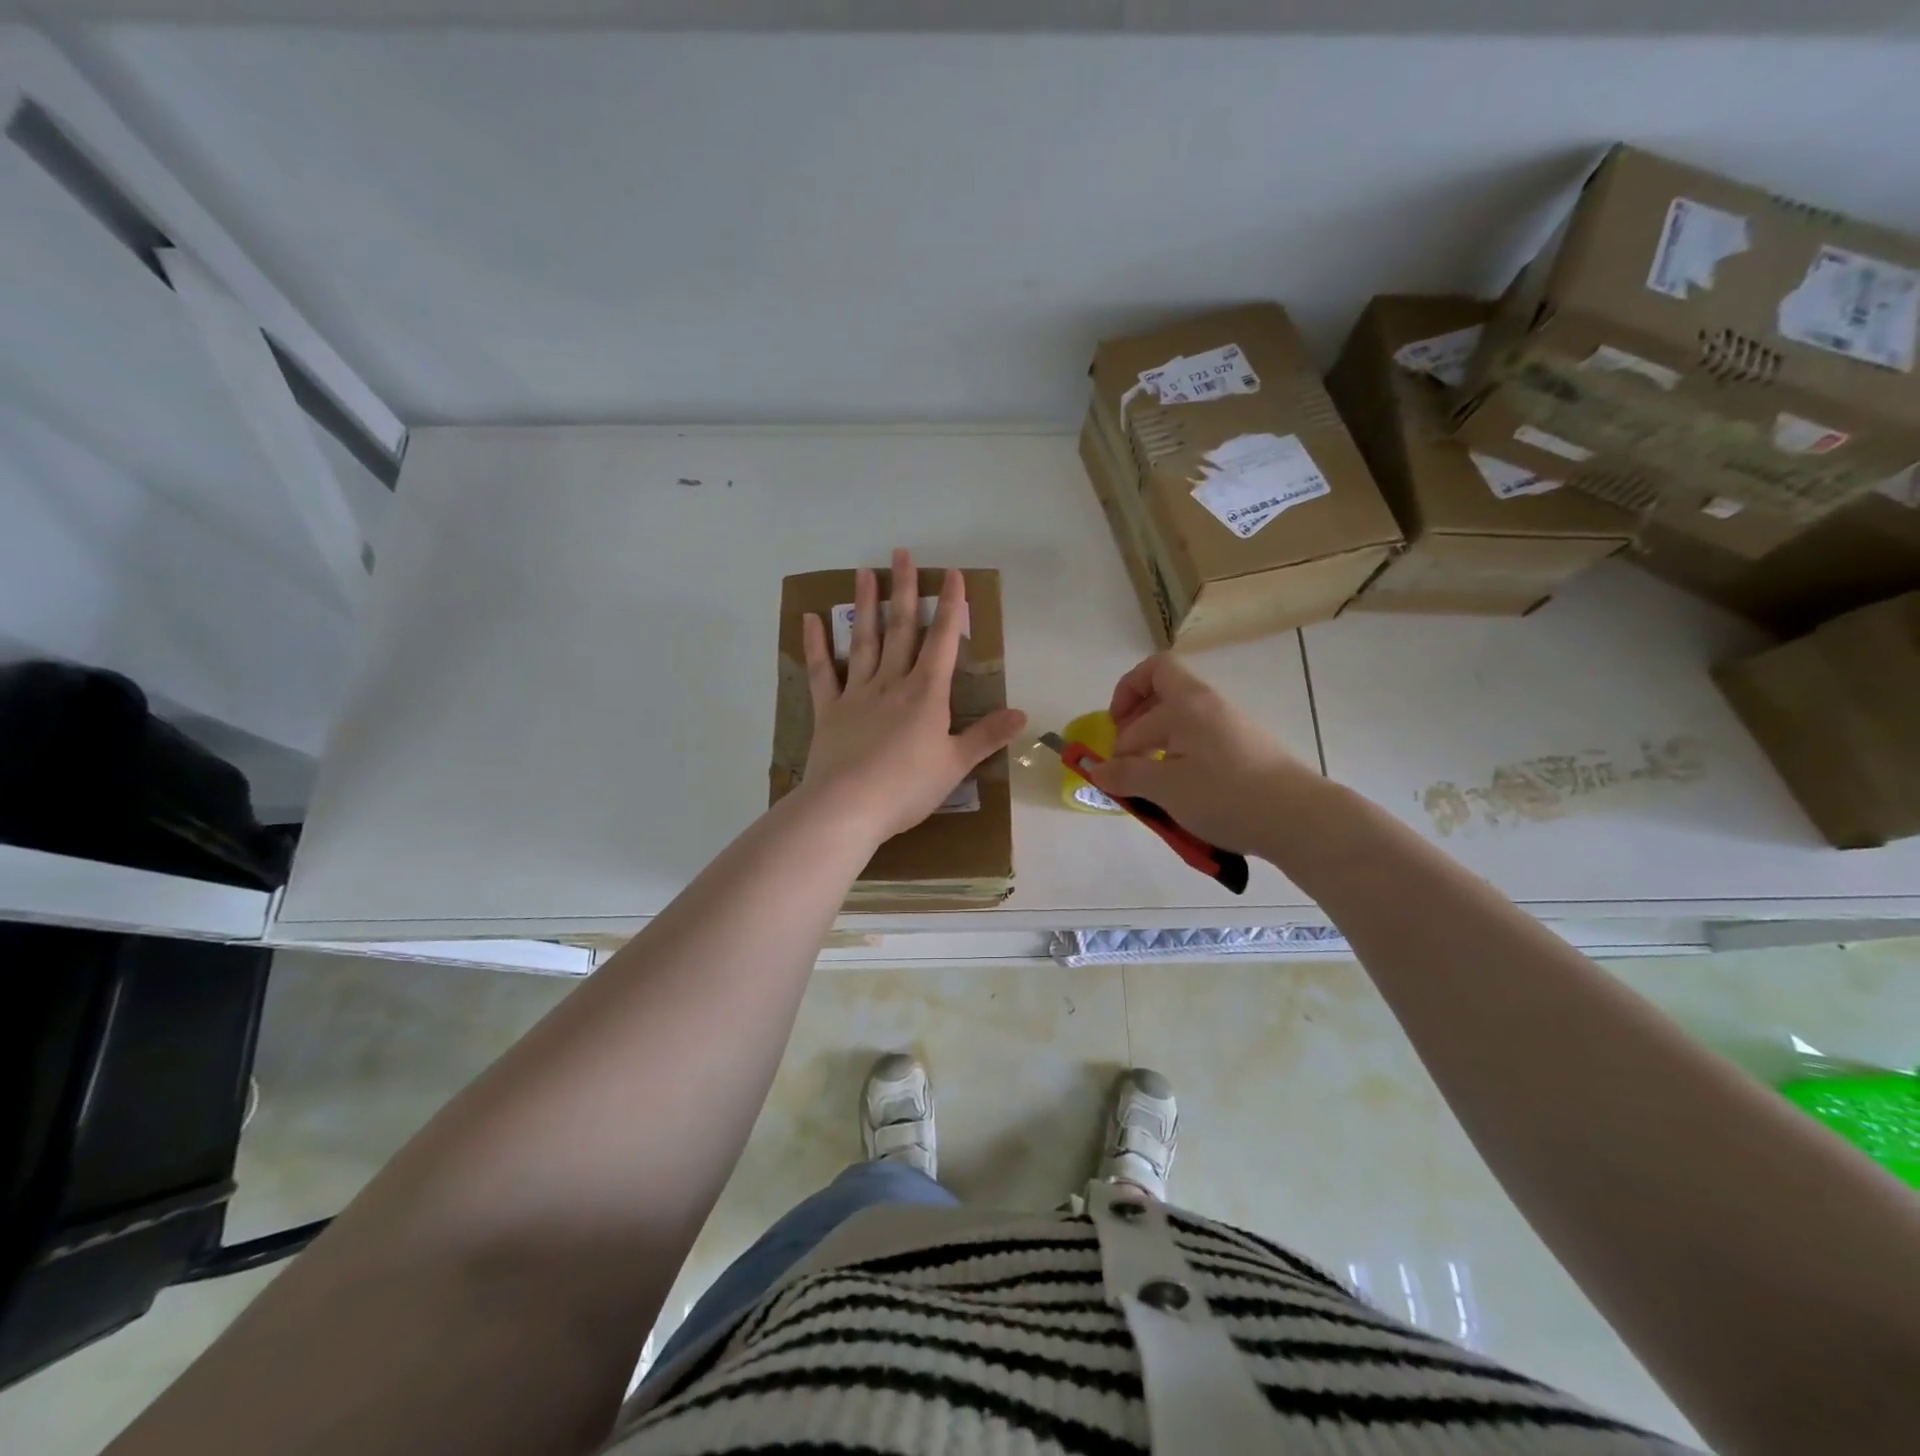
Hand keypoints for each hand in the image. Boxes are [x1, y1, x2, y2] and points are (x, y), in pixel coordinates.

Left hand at [799, 549, 1027, 841]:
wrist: (848, 807)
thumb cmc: (907, 788)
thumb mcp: (955, 765)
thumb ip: (986, 736)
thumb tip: (1022, 714)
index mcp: (926, 694)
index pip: (943, 642)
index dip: (951, 607)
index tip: (953, 575)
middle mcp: (892, 683)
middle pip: (901, 630)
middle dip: (905, 591)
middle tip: (902, 554)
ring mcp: (856, 694)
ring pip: (864, 641)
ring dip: (865, 606)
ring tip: (864, 572)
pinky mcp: (828, 711)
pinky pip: (821, 672)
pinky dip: (816, 646)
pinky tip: (811, 619)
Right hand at [1081, 653, 1320, 853]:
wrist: (1298, 819)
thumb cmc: (1225, 795)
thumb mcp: (1165, 788)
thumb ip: (1126, 775)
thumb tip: (1097, 770)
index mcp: (1187, 702)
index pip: (1147, 677)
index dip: (1123, 700)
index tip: (1114, 735)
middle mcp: (1210, 705)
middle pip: (1164, 694)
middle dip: (1136, 724)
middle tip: (1125, 761)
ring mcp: (1232, 727)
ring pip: (1183, 722)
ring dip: (1157, 746)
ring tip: (1150, 783)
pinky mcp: (1247, 751)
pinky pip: (1202, 743)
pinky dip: (1181, 759)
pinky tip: (1180, 792)